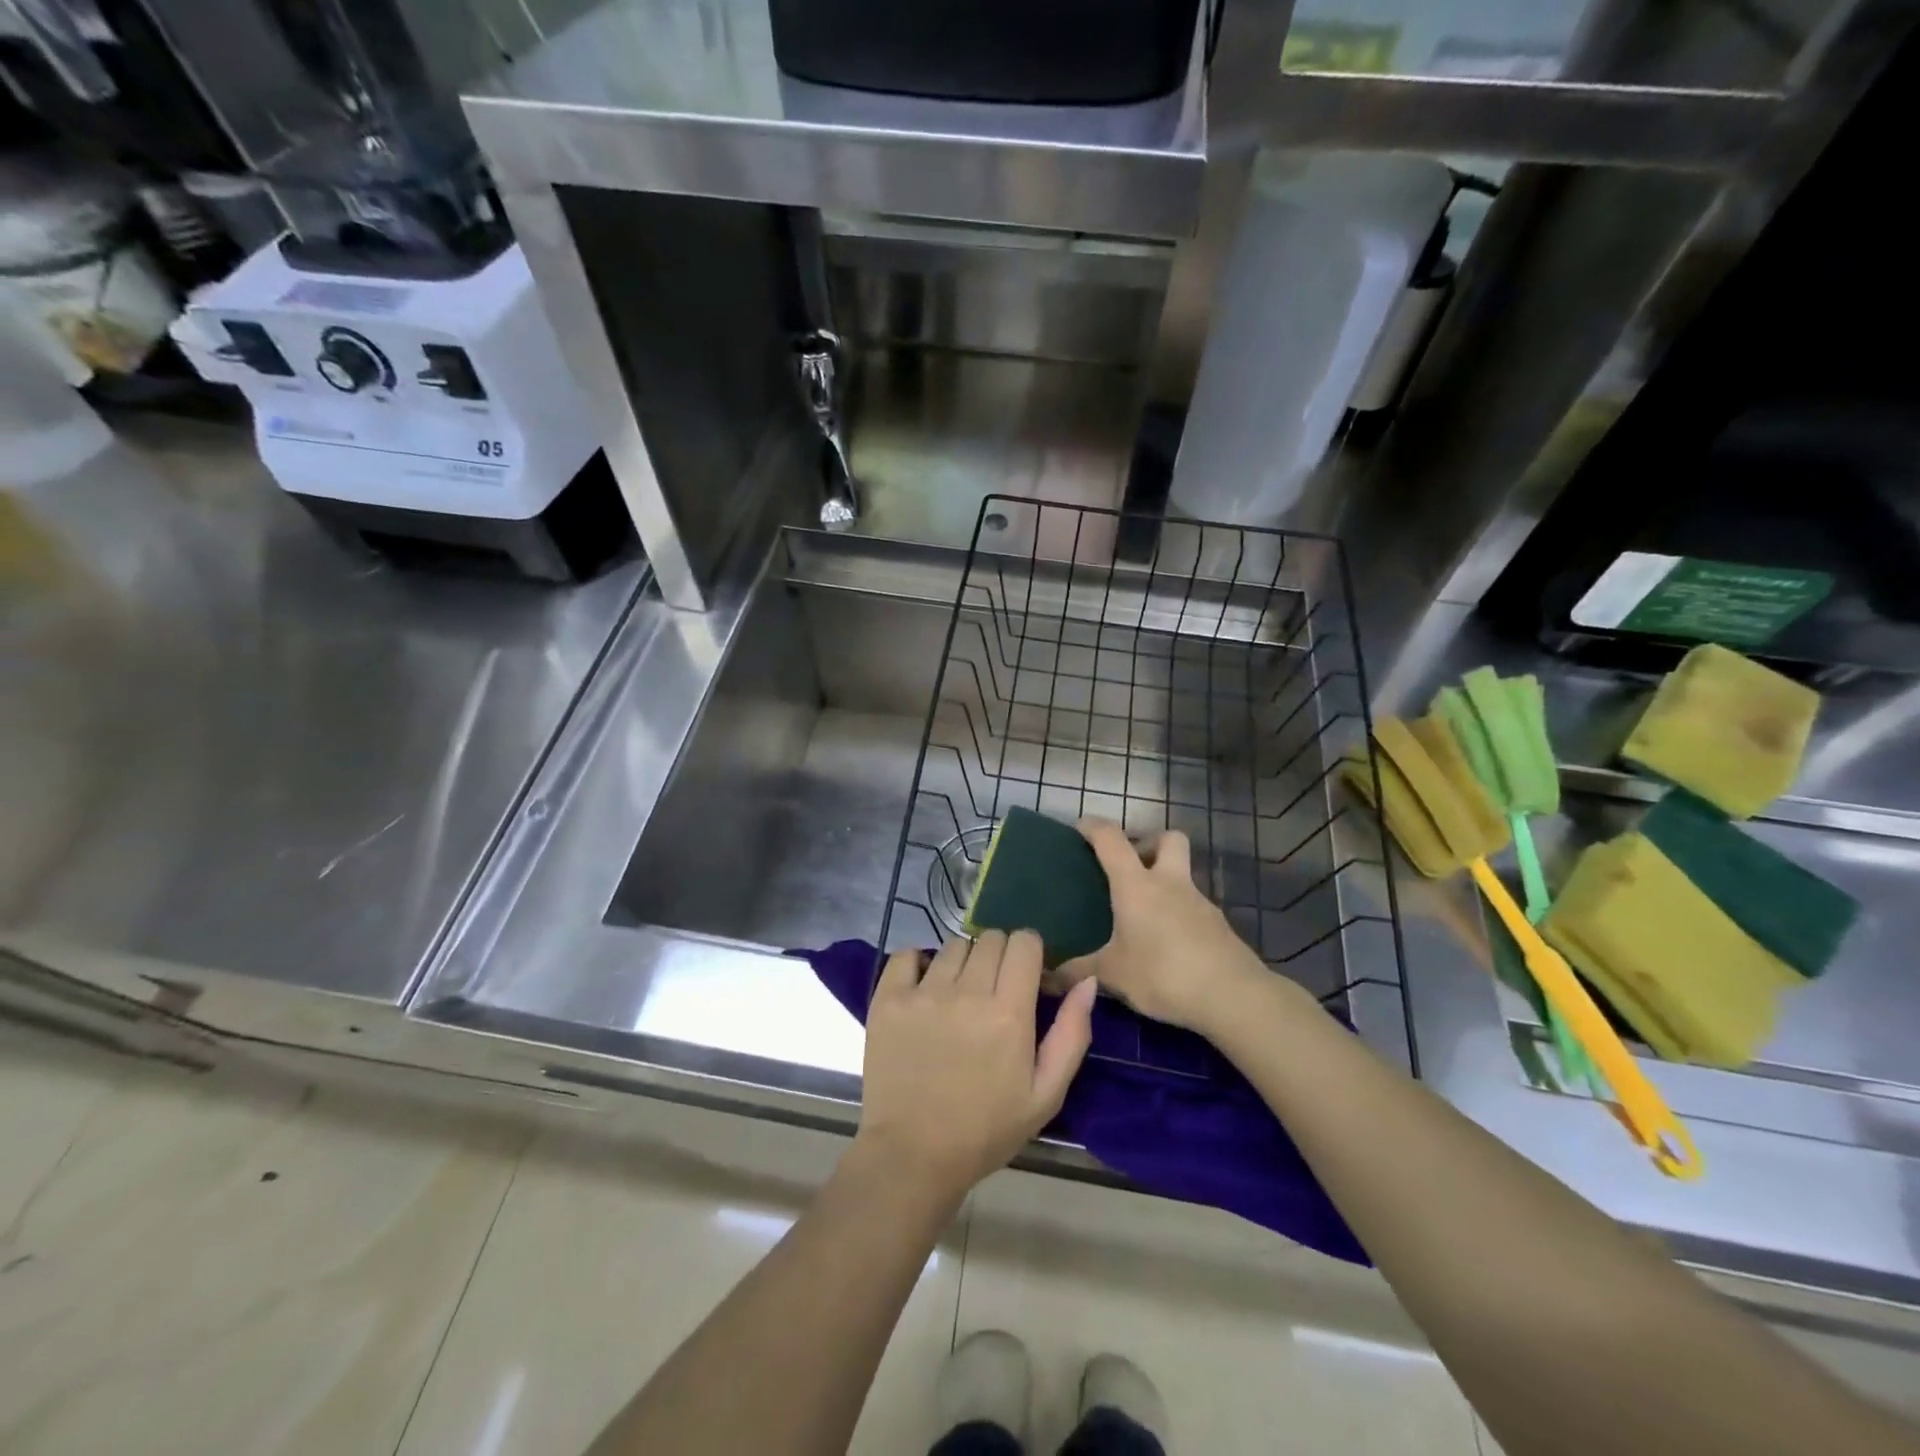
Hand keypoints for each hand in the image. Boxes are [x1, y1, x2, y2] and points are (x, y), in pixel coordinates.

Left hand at [856, 931, 1096, 1201]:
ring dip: (964, 962)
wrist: (913, 1155)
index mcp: (1009, 1012)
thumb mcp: (1045, 1094)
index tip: (1027, 975)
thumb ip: (1072, 1034)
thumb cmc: (985, 1129)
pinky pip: (907, 955)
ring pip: (954, 945)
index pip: (1024, 942)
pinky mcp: (888, 999)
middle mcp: (967, 992)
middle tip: (995, 989)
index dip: (1030, 952)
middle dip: (1000, 955)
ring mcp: (924, 992)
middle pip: (991, 938)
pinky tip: (924, 988)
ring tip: (959, 995)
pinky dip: (918, 963)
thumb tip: (1086, 981)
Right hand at [1059, 820, 1271, 1034]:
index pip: (1111, 839)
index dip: (1093, 827)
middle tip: (1129, 867)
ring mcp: (1199, 902)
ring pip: (1182, 874)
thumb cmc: (1164, 973)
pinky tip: (1167, 941)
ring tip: (1143, 913)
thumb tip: (1046, 977)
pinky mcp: (1218, 926)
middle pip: (1168, 838)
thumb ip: (1078, 972)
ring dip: (1164, 881)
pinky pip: (1192, 906)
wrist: (1233, 996)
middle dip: (1148, 842)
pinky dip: (1177, 912)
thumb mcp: (1113, 975)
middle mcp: (1170, 883)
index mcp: (1137, 885)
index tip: (1080, 827)